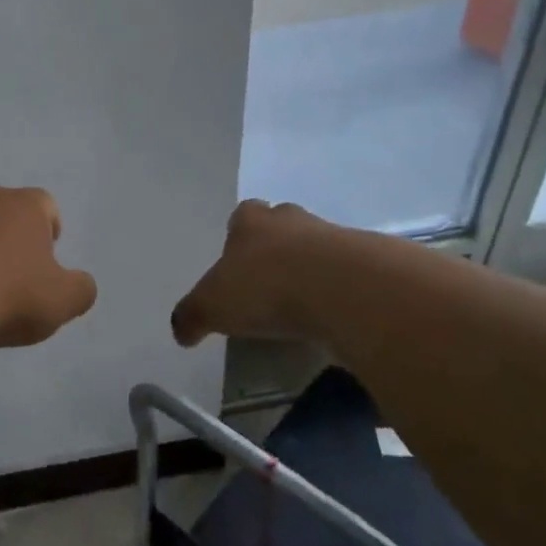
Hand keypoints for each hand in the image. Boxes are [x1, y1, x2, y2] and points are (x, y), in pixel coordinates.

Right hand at [172, 200, 341, 346]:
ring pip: (315, 247)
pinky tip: (331, 315)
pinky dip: (337, 289)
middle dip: (275, 248)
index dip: (238, 237)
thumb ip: (191, 316)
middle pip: (281, 225)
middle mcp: (291, 218)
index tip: (237, 264)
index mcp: (251, 221)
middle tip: (268, 283)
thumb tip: (180, 330)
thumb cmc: (265, 287)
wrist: (342, 289)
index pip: (242, 215)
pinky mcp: (365, 260)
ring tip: (302, 304)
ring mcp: (332, 235)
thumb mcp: (212, 307)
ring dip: (309, 268)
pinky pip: (346, 272)